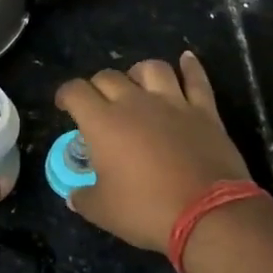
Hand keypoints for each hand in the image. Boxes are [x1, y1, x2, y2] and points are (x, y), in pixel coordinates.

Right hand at [55, 52, 253, 254]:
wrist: (208, 214)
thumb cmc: (147, 210)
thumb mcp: (103, 211)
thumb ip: (83, 198)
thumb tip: (74, 195)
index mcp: (103, 123)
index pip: (76, 92)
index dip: (65, 94)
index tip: (64, 105)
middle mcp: (135, 103)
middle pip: (109, 77)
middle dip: (97, 86)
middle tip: (98, 104)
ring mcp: (172, 103)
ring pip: (152, 69)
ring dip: (138, 72)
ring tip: (137, 83)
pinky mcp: (204, 111)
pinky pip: (196, 79)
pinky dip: (190, 67)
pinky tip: (186, 59)